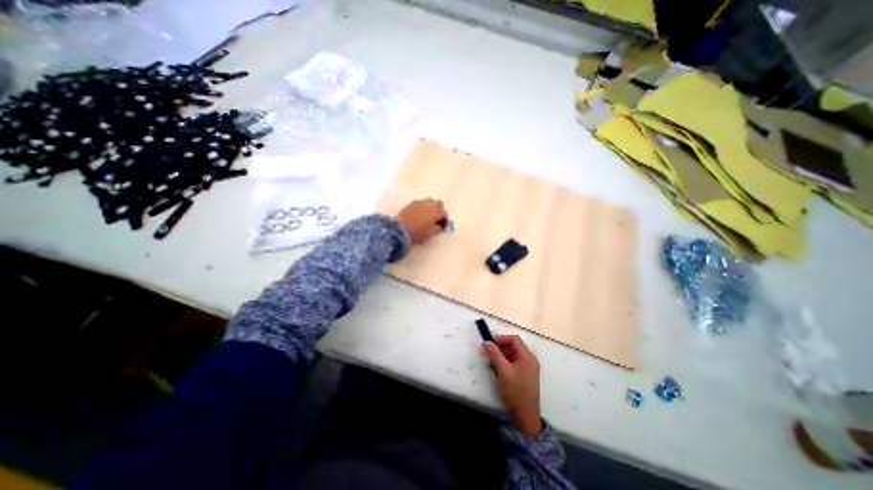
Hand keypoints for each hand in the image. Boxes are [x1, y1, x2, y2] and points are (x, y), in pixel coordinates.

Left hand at [399, 200, 448, 245]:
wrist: (400, 229)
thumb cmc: (417, 233)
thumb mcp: (429, 233)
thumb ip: (437, 229)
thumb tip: (440, 226)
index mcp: (436, 213)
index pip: (444, 213)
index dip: (445, 219)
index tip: (443, 224)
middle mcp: (429, 205)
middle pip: (439, 203)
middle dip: (439, 210)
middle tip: (437, 218)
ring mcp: (420, 202)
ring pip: (430, 201)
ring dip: (431, 206)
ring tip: (428, 214)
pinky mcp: (412, 203)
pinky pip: (421, 202)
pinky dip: (423, 206)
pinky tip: (419, 214)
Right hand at [481, 335, 543, 434]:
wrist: (525, 416)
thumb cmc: (515, 391)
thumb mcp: (502, 371)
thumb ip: (494, 354)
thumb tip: (486, 342)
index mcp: (527, 356)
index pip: (514, 339)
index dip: (501, 339)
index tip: (489, 344)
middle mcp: (530, 360)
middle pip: (514, 346)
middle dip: (500, 348)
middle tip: (488, 353)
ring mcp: (528, 368)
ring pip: (513, 355)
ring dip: (501, 356)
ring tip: (491, 363)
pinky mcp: (525, 376)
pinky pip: (514, 363)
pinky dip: (505, 363)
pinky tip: (497, 370)